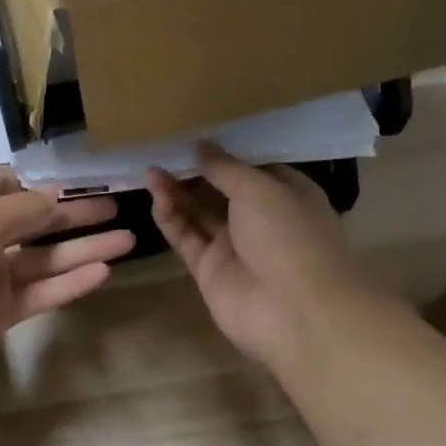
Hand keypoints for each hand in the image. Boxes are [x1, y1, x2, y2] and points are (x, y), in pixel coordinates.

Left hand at [0, 167, 135, 389]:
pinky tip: (104, 271)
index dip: (43, 181)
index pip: (9, 183)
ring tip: (128, 238)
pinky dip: (71, 283)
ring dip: (84, 248)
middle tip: (119, 207)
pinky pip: (42, 292)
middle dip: (75, 214)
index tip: (83, 178)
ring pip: (46, 258)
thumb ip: (26, 209)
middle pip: (36, 221)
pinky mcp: (1, 312)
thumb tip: (57, 196)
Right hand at [148, 144, 378, 371]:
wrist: (295, 311)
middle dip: (193, 171)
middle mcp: (260, 218)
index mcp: (286, 194)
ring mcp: (233, 246)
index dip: (223, 152)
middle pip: (219, 190)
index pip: (250, 167)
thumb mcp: (260, 188)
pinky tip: (156, 196)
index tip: (193, 134)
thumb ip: (225, 167)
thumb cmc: (289, 236)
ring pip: (198, 213)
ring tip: (151, 170)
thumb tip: (201, 145)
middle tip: (162, 151)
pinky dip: (170, 217)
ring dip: (176, 192)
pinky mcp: (208, 269)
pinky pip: (185, 237)